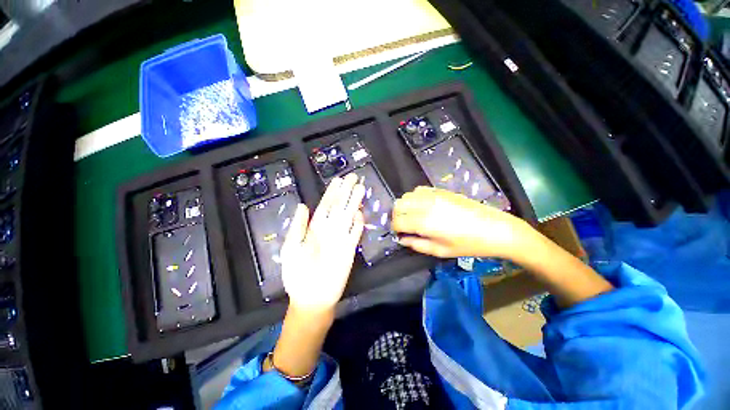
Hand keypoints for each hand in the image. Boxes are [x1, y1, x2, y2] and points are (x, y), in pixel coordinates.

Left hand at [280, 173, 364, 313]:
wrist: (311, 298)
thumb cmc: (297, 274)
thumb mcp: (291, 248)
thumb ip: (298, 227)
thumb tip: (303, 205)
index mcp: (315, 227)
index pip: (325, 205)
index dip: (332, 192)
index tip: (338, 180)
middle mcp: (329, 229)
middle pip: (339, 206)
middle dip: (346, 191)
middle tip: (353, 177)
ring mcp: (340, 237)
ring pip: (349, 215)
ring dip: (354, 202)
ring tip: (360, 188)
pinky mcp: (350, 248)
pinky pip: (355, 232)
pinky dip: (358, 223)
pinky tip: (359, 212)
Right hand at [392, 186, 529, 258]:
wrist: (495, 228)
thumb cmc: (469, 245)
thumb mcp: (441, 251)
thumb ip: (417, 245)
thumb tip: (402, 239)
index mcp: (425, 222)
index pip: (398, 220)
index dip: (395, 228)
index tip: (400, 234)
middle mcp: (425, 205)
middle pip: (398, 204)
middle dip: (397, 215)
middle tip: (404, 225)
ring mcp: (433, 195)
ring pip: (407, 195)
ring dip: (405, 206)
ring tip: (413, 216)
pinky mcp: (441, 190)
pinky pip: (419, 190)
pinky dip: (415, 198)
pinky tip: (423, 206)